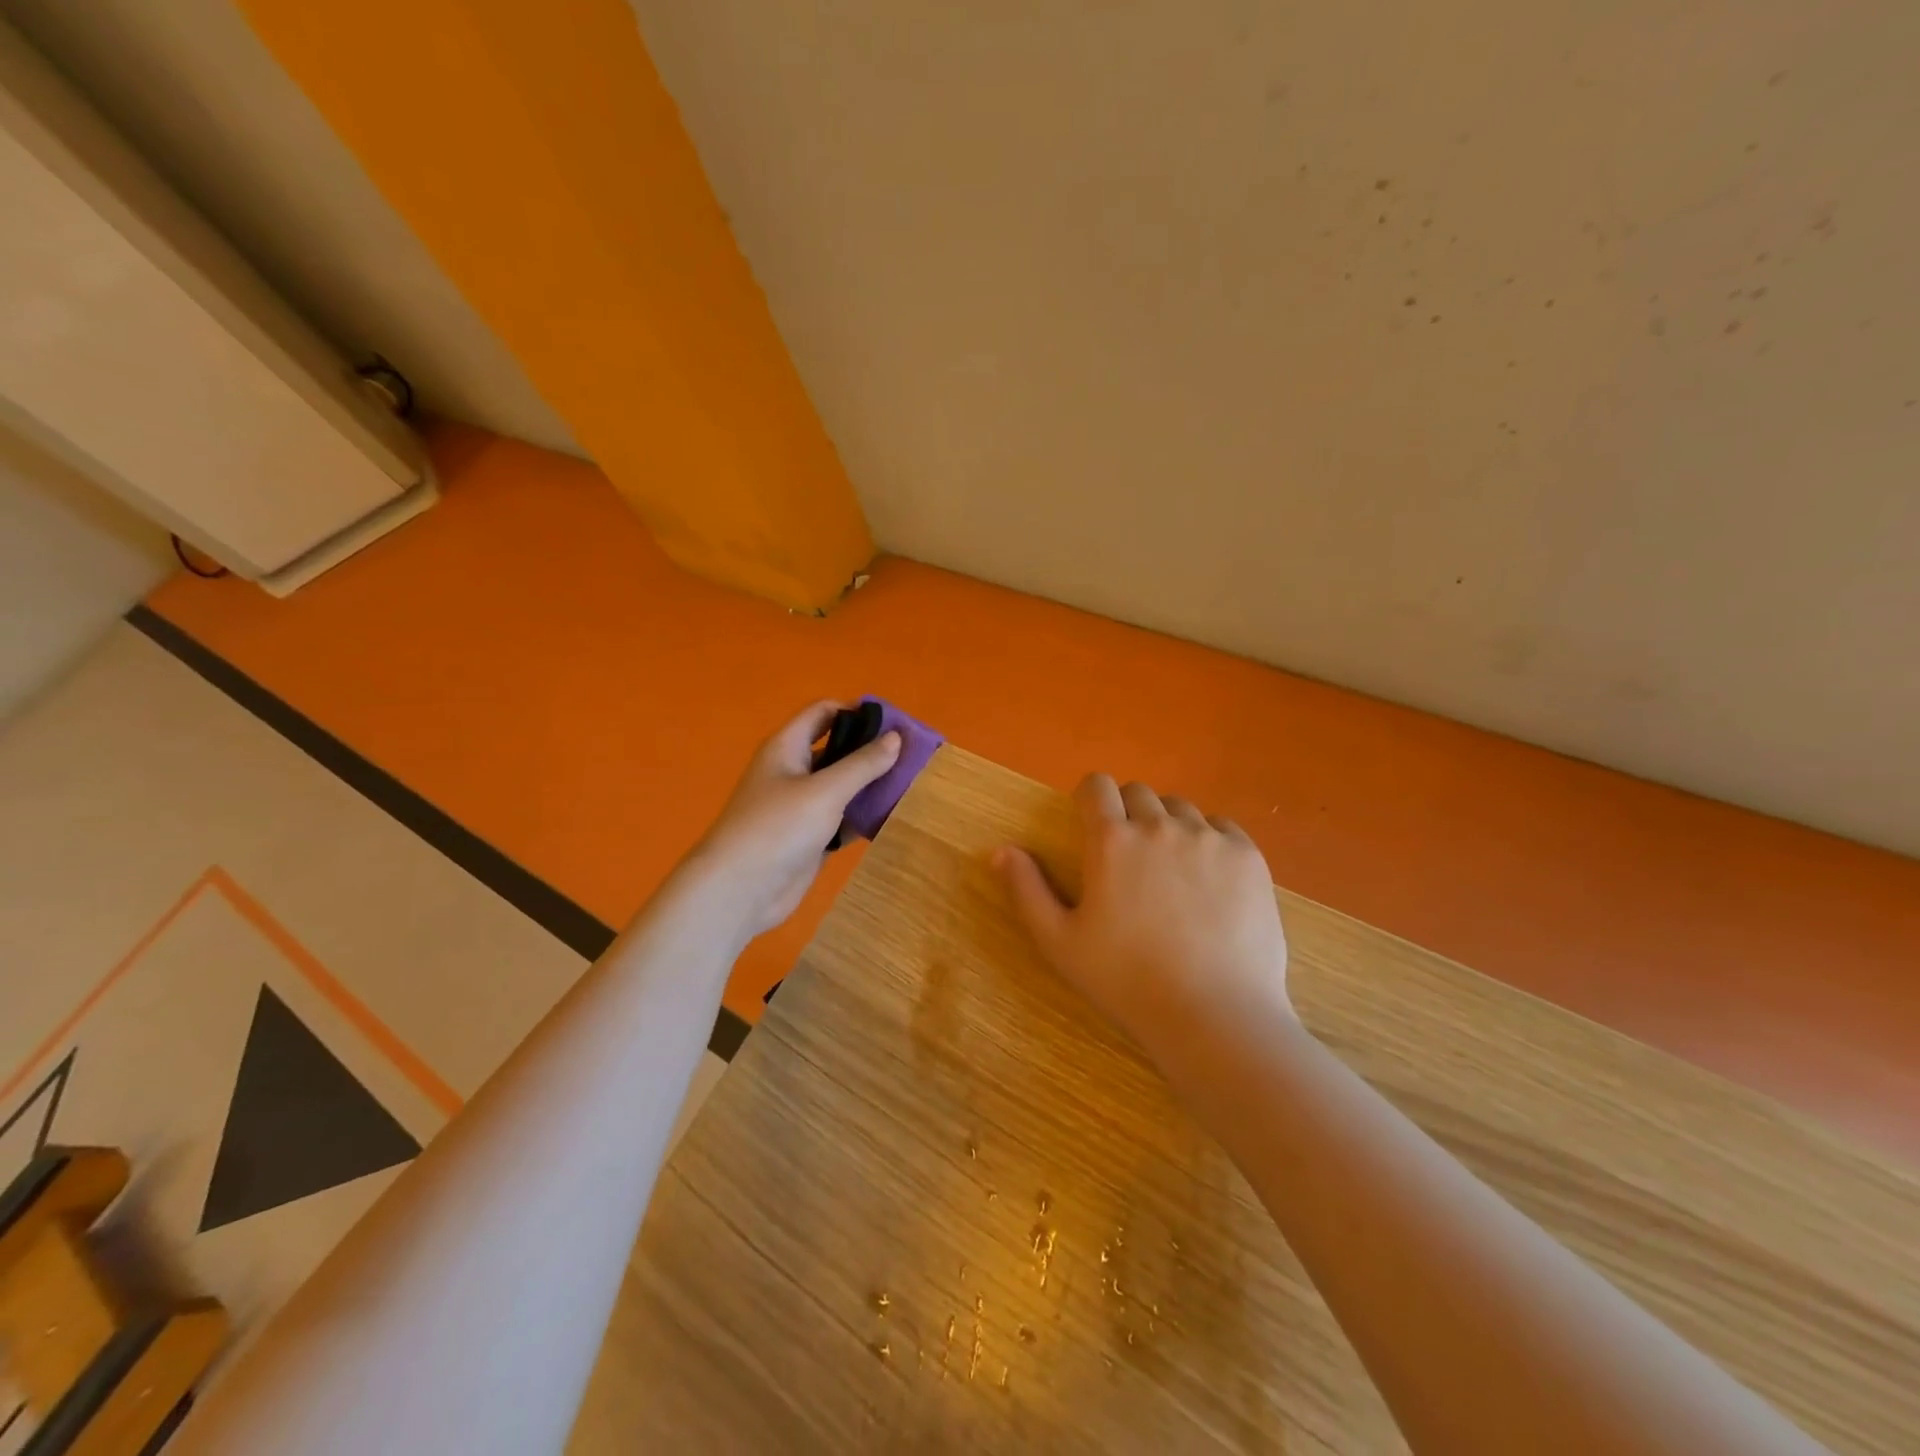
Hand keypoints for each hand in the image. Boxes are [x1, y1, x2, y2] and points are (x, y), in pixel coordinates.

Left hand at [690, 701, 900, 938]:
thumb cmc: (778, 828)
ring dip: (871, 784)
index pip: (823, 712)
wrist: (740, 891)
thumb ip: (862, 764)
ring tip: (912, 783)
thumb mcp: (825, 790)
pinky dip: (864, 816)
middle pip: (837, 749)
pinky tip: (894, 816)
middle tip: (912, 754)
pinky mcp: (810, 838)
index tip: (894, 721)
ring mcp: (801, 807)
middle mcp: (793, 771)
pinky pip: (842, 818)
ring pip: (842, 786)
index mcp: (787, 747)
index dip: (856, 711)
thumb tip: (896, 737)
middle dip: (871, 750)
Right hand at [994, 774, 1291, 1070]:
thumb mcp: (1059, 942)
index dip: (1090, 799)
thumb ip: (1026, 890)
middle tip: (1130, 860)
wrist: (1215, 1016)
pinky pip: (1221, 826)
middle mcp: (1159, 825)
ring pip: (1180, 808)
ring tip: (1171, 872)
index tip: (1091, 824)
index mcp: (1110, 840)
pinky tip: (1208, 880)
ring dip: (1167, 826)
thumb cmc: (1126, 981)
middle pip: (1138, 792)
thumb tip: (1000, 850)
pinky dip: (1209, 840)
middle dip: (1127, 814)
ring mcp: (1208, 838)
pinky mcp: (1247, 856)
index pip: (1096, 785)